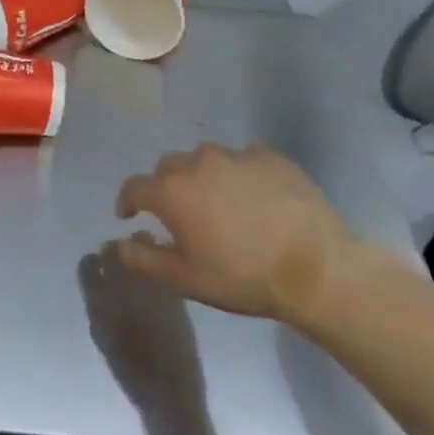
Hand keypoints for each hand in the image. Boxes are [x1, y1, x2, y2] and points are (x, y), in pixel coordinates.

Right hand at [110, 142, 352, 324]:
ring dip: (203, 175)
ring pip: (205, 158)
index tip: (131, 215)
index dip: (128, 201)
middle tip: (181, 212)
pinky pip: (244, 157)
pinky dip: (240, 171)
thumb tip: (118, 242)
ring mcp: (236, 155)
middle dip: (167, 186)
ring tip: (219, 200)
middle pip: (169, 167)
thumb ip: (143, 258)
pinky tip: (253, 193)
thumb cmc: (242, 276)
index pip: (134, 187)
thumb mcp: (185, 279)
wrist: (315, 269)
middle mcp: (197, 163)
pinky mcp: (270, 157)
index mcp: (171, 191)